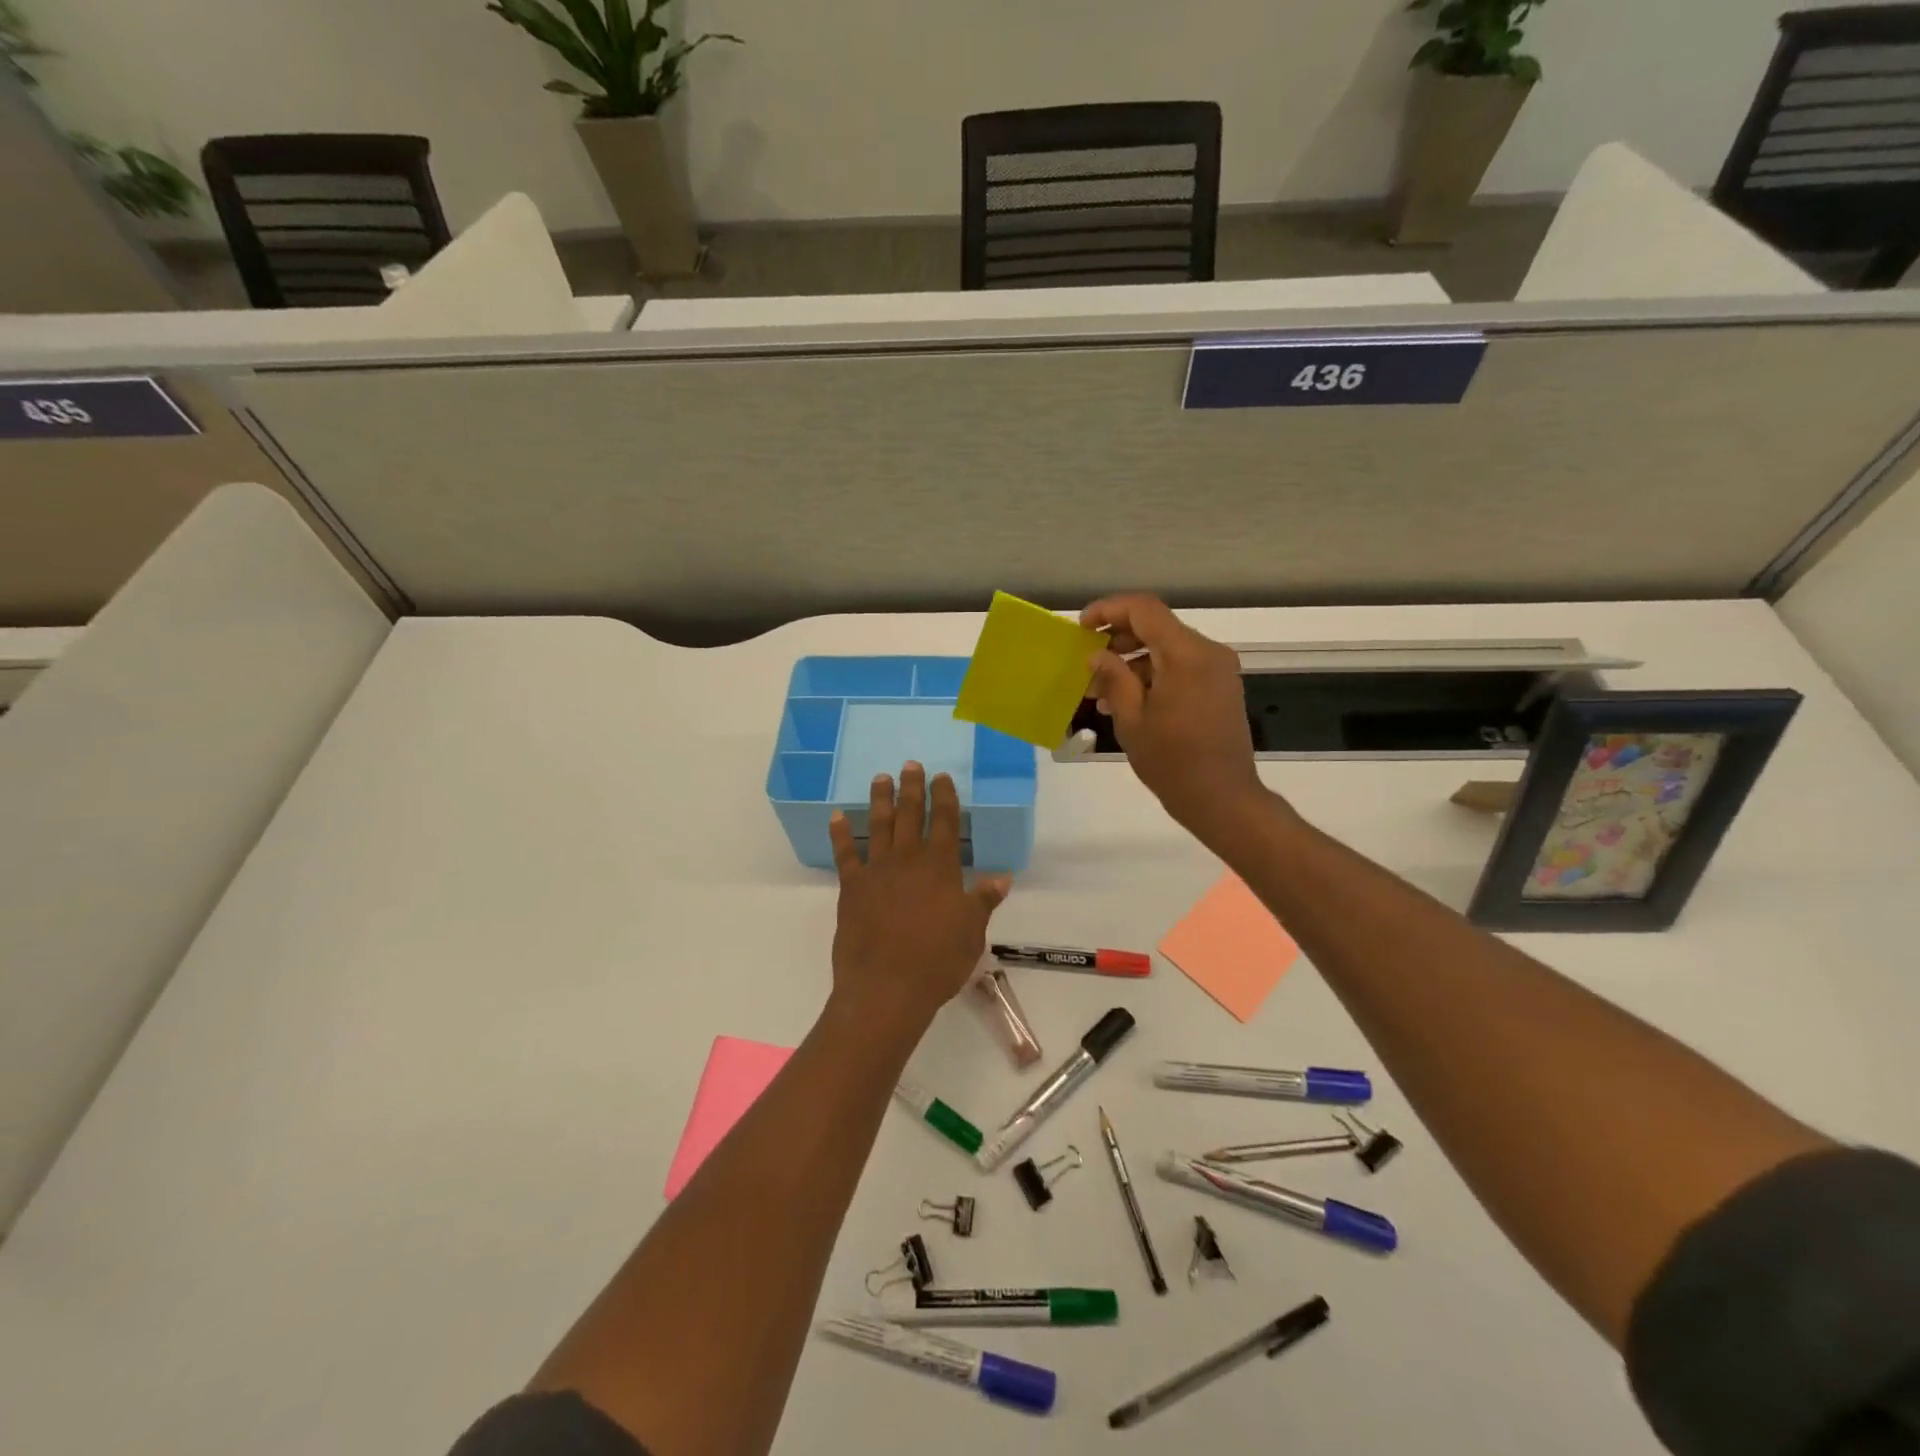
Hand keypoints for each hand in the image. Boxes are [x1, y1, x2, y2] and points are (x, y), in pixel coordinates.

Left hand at [828, 762, 1011, 1032]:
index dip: (945, 797)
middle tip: (910, 765)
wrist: (886, 988)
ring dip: (880, 800)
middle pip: (911, 814)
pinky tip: (836, 816)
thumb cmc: (937, 961)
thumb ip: (983, 900)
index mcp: (941, 867)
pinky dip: (840, 834)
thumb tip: (1002, 877)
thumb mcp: (972, 932)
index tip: (941, 776)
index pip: (946, 822)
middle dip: (912, 788)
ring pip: (879, 825)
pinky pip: (845, 854)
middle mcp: (908, 860)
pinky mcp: (851, 887)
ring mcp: (877, 871)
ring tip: (880, 778)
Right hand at [1081, 595, 1272, 844]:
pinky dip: (1153, 674)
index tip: (1082, 627)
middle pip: (1157, 626)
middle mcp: (1208, 653)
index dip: (1109, 609)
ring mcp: (1218, 669)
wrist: (1223, 798)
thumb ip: (1113, 679)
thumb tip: (1096, 654)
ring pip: (1167, 647)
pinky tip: (1127, 700)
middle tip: (1088, 661)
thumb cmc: (1172, 762)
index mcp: (1187, 655)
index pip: (1144, 609)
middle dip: (1119, 638)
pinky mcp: (1220, 687)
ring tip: (1101, 689)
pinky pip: (1181, 666)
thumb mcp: (1131, 720)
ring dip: (1133, 660)